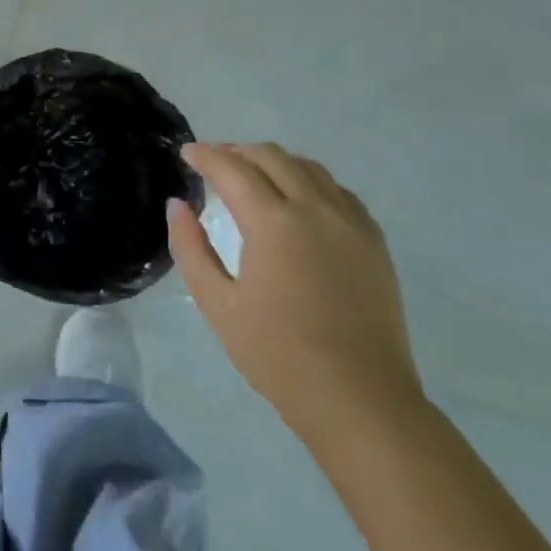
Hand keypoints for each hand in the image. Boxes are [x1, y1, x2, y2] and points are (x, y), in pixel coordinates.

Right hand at [167, 143, 425, 455]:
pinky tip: (298, 201)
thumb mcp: (218, 305)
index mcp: (274, 223)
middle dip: (237, 151)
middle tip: (213, 162)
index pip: (232, 168)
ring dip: (274, 162)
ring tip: (252, 176)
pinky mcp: (374, 241)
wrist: (359, 399)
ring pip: (309, 167)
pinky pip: (338, 191)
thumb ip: (191, 248)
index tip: (186, 153)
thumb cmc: (278, 355)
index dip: (205, 155)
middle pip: (272, 157)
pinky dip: (309, 182)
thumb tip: (177, 205)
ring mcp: (351, 222)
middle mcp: (315, 209)